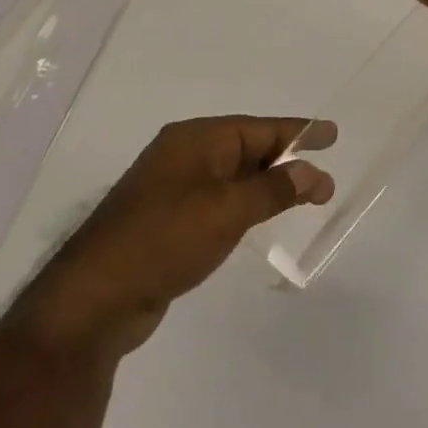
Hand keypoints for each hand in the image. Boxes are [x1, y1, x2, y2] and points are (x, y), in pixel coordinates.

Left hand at [16, 116, 334, 361]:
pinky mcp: (166, 220)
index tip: (333, 134)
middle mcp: (183, 156)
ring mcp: (171, 189)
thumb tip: (312, 172)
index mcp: (195, 140)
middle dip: (287, 161)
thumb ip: (274, 189)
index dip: (299, 132)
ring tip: (304, 196)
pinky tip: (260, 217)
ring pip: (234, 176)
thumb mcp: (228, 210)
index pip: (259, 128)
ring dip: (268, 185)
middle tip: (325, 178)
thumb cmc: (165, 239)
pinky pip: (218, 200)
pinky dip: (245, 204)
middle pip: (247, 148)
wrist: (94, 299)